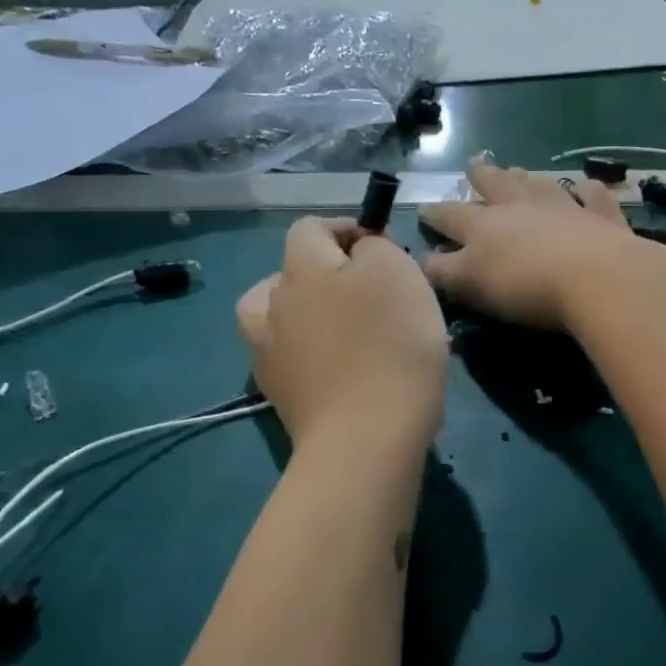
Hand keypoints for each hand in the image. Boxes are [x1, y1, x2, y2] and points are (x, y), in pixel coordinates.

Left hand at [236, 218, 448, 444]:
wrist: (366, 437)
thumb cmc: (391, 345)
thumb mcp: (397, 273)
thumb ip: (374, 248)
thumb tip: (359, 252)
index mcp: (302, 269)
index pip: (310, 228)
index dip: (345, 228)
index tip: (380, 247)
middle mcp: (273, 304)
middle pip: (291, 271)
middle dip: (327, 272)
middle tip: (368, 292)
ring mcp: (268, 352)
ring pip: (275, 314)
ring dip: (301, 311)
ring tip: (335, 327)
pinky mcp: (278, 393)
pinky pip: (286, 356)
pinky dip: (305, 352)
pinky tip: (333, 365)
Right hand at [419, 157, 654, 331]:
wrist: (596, 277)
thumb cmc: (525, 285)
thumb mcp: (471, 284)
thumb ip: (444, 272)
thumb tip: (424, 261)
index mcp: (484, 225)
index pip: (451, 215)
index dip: (434, 214)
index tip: (423, 209)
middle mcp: (521, 207)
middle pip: (496, 185)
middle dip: (482, 177)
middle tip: (474, 165)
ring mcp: (564, 207)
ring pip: (539, 184)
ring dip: (526, 178)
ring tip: (518, 171)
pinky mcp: (600, 217)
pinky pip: (592, 195)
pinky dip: (587, 189)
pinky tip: (586, 187)